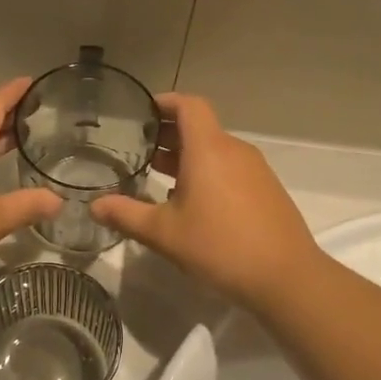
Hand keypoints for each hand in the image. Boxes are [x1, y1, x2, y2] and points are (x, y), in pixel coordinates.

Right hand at [92, 94, 317, 310]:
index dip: (165, 102)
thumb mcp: (164, 233)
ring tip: (158, 178)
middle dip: (169, 134)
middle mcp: (234, 150)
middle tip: (138, 149)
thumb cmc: (219, 246)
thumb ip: (126, 215)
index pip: (189, 105)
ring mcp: (255, 170)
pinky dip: (207, 173)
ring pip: (215, 150)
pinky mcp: (266, 190)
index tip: (142, 113)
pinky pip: (230, 169)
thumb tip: (94, 205)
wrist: (285, 276)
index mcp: (209, 149)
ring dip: (187, 157)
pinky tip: (192, 204)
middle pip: (200, 127)